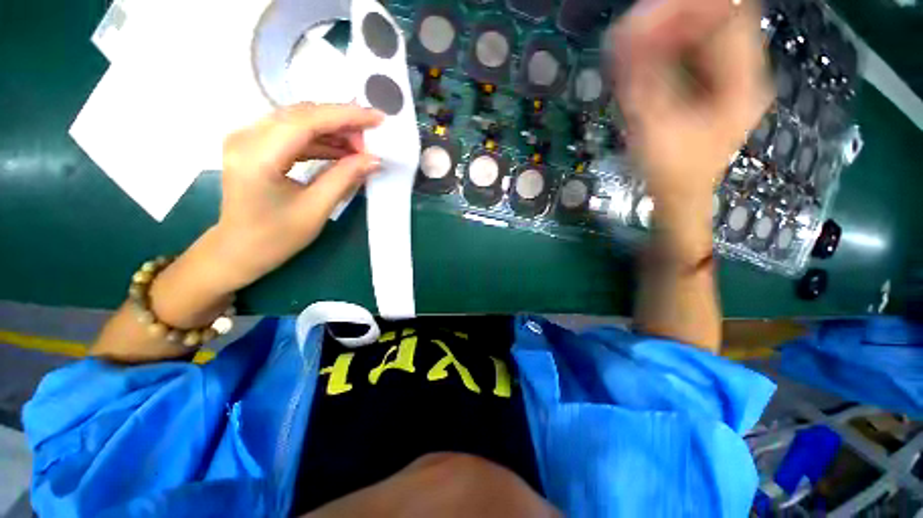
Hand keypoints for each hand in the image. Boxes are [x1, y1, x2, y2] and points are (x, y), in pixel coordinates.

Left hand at [214, 103, 383, 289]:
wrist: (238, 250)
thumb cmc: (275, 238)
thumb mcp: (316, 210)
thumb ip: (344, 178)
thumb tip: (374, 159)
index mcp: (258, 156)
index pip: (306, 121)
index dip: (345, 116)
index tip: (377, 118)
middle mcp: (246, 137)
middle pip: (301, 114)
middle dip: (341, 122)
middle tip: (371, 140)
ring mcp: (247, 138)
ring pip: (298, 120)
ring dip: (332, 130)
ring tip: (360, 147)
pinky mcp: (254, 144)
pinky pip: (292, 132)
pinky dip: (319, 138)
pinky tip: (340, 150)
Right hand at [611, 0, 772, 255]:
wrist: (681, 200)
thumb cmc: (672, 173)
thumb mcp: (654, 127)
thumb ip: (642, 81)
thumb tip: (623, 37)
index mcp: (743, 82)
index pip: (728, 15)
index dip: (688, 7)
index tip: (644, 15)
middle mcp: (744, 73)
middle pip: (715, 21)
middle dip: (671, 19)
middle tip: (632, 31)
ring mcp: (729, 80)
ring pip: (702, 36)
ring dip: (666, 34)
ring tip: (631, 45)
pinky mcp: (712, 89)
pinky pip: (692, 55)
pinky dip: (666, 52)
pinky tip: (642, 60)